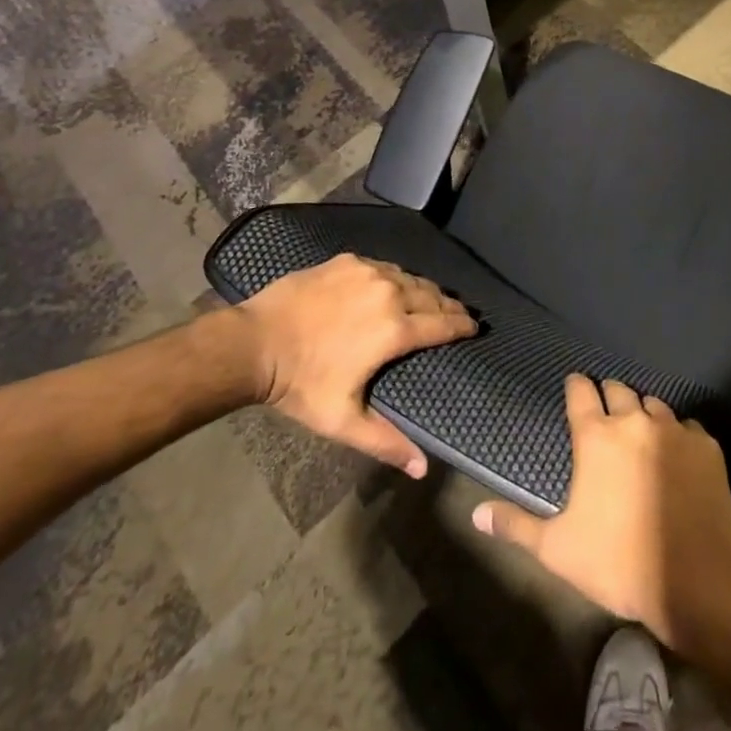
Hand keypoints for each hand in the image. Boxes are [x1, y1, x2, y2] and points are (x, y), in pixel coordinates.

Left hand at [235, 253, 475, 476]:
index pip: (443, 323)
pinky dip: (396, 277)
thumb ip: (385, 442)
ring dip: (424, 289)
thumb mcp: (342, 420)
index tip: (475, 327)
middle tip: (457, 314)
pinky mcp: (348, 260)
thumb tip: (423, 470)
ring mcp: (368, 271)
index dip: (463, 325)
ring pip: (409, 277)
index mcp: (394, 330)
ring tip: (430, 299)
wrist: (255, 342)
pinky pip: (384, 266)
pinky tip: (393, 285)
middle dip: (448, 305)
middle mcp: (389, 292)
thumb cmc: (301, 384)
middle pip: (432, 295)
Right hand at [470, 374, 730, 651]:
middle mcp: (634, 420)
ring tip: (641, 437)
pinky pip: (688, 427)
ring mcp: (674, 429)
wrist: (695, 579)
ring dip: (644, 414)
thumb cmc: (618, 562)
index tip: (574, 389)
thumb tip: (476, 515)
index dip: (576, 387)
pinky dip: (679, 436)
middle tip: (606, 416)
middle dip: (609, 396)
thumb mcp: (557, 550)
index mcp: (596, 436)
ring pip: (654, 404)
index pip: (581, 391)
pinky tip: (678, 458)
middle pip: (619, 389)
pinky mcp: (706, 445)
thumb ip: (516, 526)